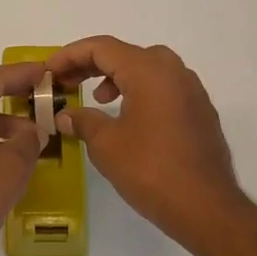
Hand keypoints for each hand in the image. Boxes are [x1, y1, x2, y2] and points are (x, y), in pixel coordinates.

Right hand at [47, 36, 248, 241]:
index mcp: (148, 71)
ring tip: (98, 99)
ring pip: (147, 68)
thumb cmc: (151, 170)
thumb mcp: (105, 144)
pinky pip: (164, 87)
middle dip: (92, 65)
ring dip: (117, 77)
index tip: (49, 71)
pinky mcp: (200, 112)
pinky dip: (139, 91)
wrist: (207, 208)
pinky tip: (128, 118)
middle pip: (125, 54)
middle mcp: (173, 71)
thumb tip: (66, 116)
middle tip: (67, 82)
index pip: (102, 48)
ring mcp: (192, 91)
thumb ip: (82, 121)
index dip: (70, 55)